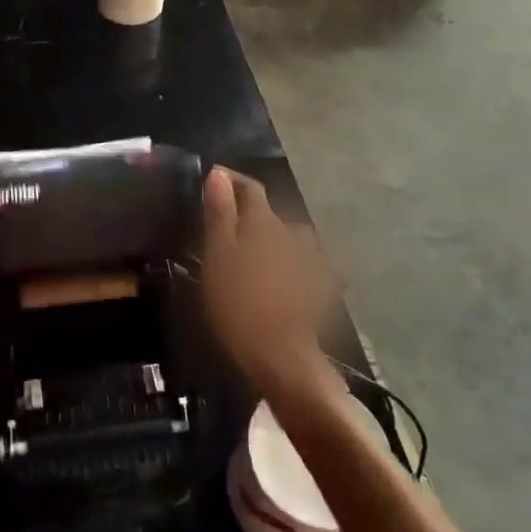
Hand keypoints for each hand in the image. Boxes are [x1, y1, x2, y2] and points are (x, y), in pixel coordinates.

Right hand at [201, 167, 334, 394]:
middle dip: (248, 212)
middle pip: (269, 213)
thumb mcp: (218, 258)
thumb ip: (219, 214)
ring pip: (287, 237)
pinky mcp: (319, 286)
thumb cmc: (240, 305)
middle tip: (223, 224)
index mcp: (265, 223)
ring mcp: (310, 260)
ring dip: (270, 238)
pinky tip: (280, 276)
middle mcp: (292, 233)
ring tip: (251, 252)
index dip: (231, 180)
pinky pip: (302, 263)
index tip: (211, 178)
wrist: (283, 356)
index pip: (250, 188)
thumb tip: (218, 174)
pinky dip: (288, 263)